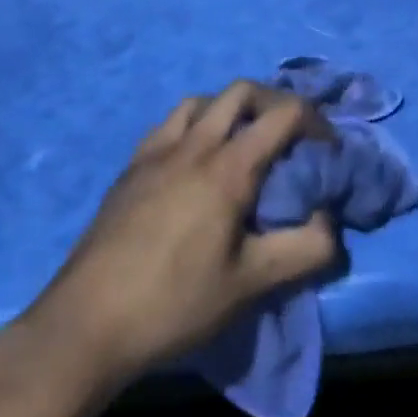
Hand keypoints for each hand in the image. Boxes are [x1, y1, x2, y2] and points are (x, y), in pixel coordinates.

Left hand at [16, 81, 339, 391]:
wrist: (86, 324)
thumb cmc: (175, 303)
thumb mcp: (252, 285)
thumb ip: (306, 249)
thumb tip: (331, 221)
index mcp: (228, 167)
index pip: (284, 114)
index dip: (317, 122)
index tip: (329, 150)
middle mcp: (193, 144)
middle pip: (242, 92)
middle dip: (276, 103)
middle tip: (291, 137)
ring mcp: (156, 152)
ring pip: (202, 102)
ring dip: (233, 109)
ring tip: (244, 143)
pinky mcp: (130, 168)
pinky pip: (170, 124)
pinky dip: (196, 124)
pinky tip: (194, 160)